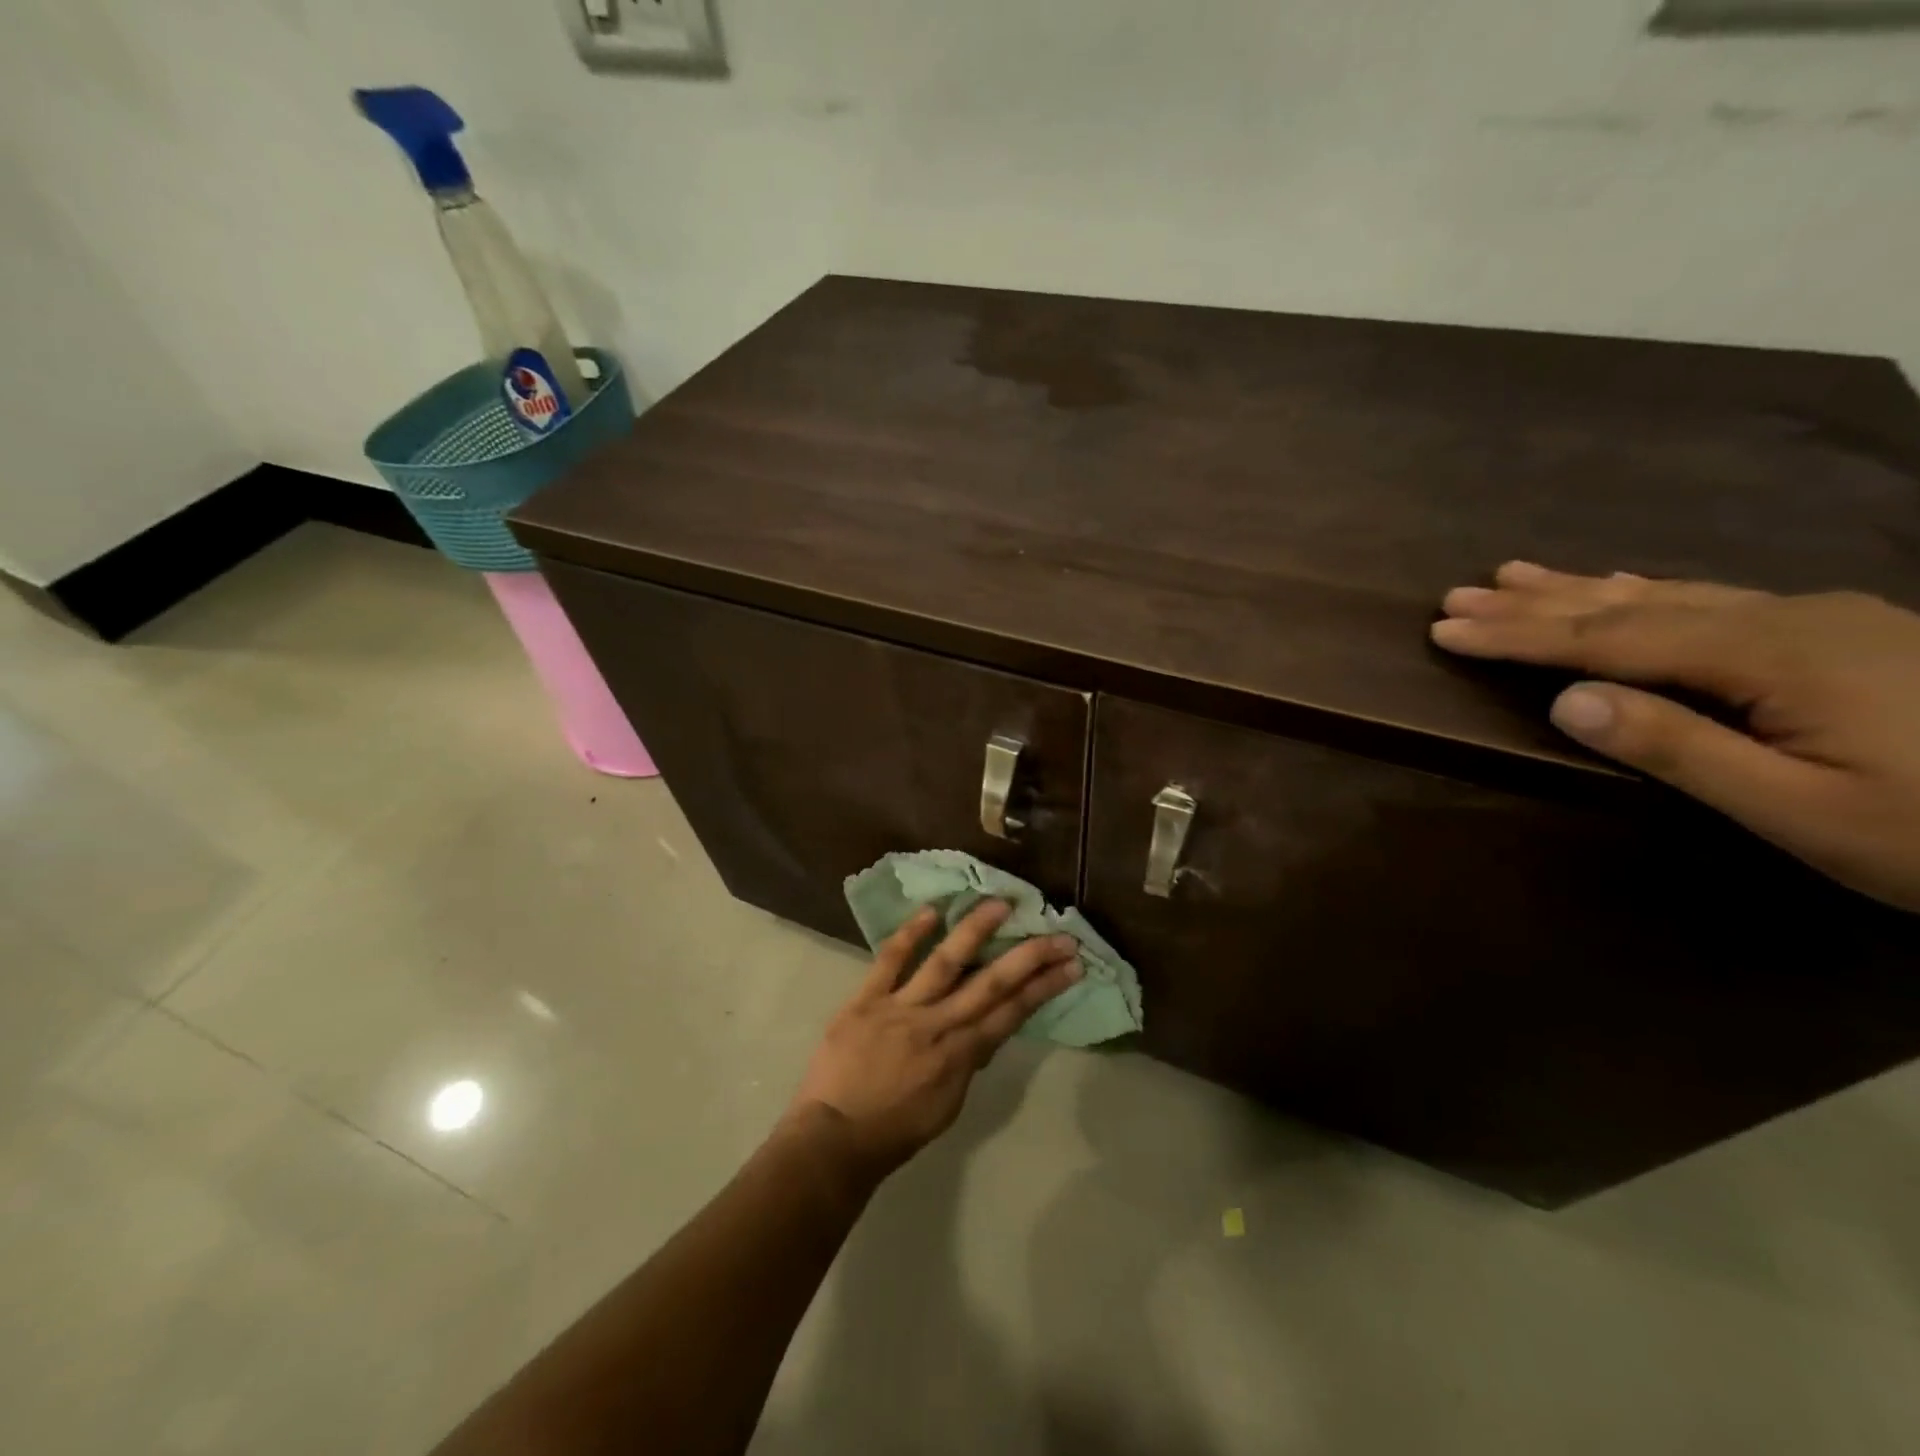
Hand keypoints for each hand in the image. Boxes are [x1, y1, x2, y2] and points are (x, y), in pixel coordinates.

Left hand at [785, 900, 1081, 1180]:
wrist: (835, 1139)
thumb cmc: (895, 1130)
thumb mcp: (947, 1105)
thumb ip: (968, 1061)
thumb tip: (987, 1028)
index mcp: (960, 1056)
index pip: (1012, 1013)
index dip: (1044, 986)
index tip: (1071, 963)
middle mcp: (938, 1026)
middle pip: (991, 984)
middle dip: (1029, 957)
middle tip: (1059, 933)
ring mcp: (901, 1009)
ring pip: (945, 963)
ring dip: (975, 931)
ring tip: (999, 904)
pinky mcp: (865, 1000)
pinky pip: (889, 961)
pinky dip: (910, 935)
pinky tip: (931, 911)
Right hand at [1431, 561, 1919, 912]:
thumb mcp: (1800, 810)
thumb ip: (1677, 746)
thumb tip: (1566, 699)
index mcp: (1769, 657)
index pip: (1608, 639)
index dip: (1519, 636)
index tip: (1445, 630)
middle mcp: (1787, 618)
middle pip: (1631, 604)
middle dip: (1536, 602)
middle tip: (1459, 594)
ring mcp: (1822, 619)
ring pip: (1672, 593)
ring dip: (1582, 587)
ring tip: (1515, 574)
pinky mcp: (1843, 633)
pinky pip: (1715, 598)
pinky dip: (1648, 590)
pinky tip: (1628, 584)